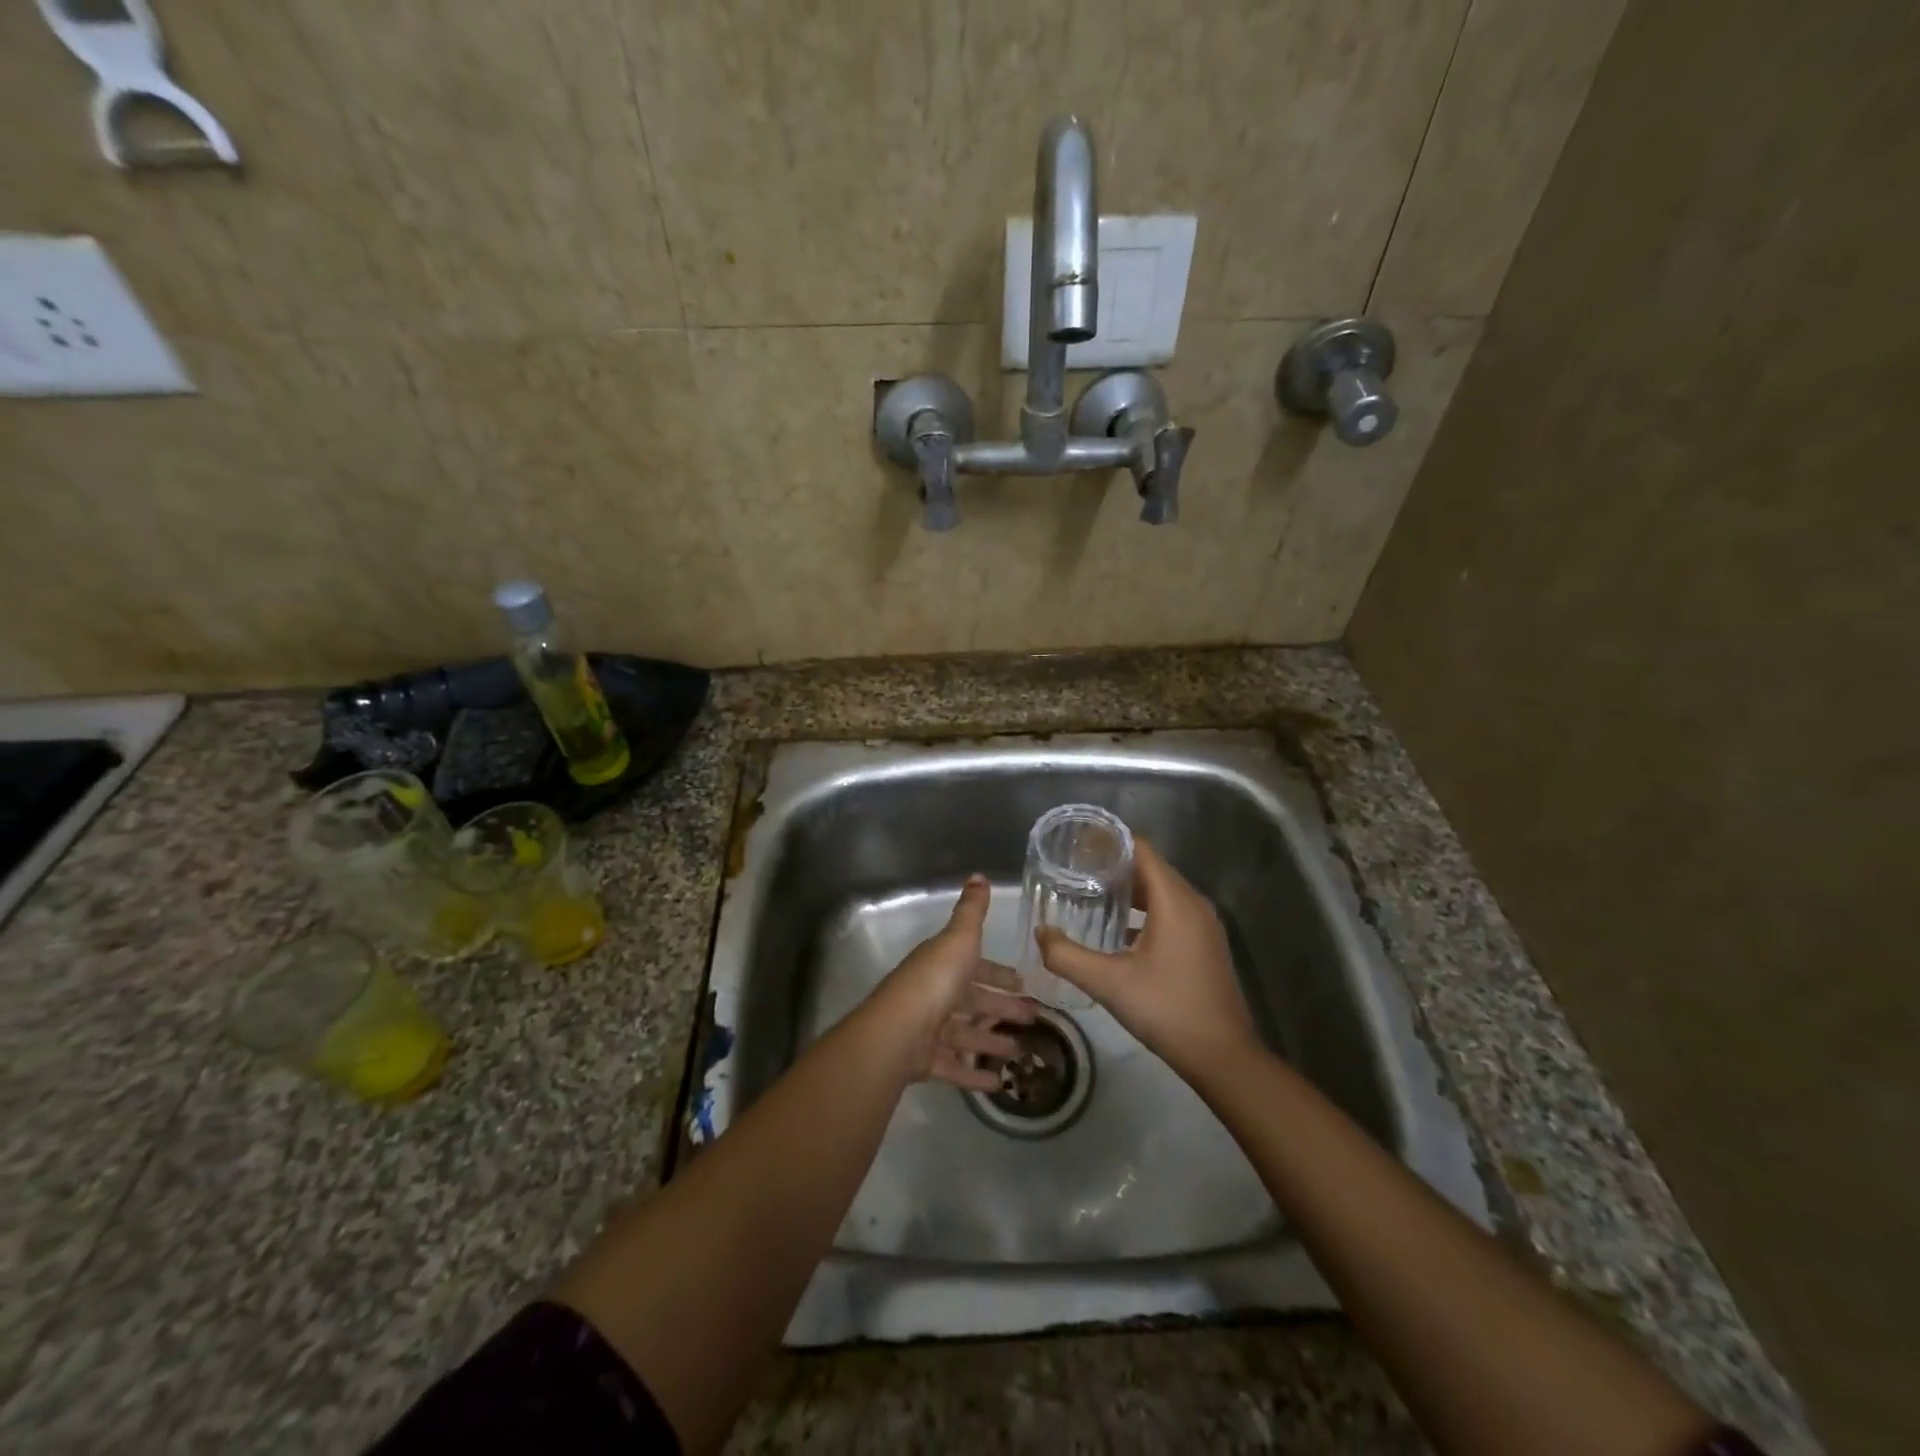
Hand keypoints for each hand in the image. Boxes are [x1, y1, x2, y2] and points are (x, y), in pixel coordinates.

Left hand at [868, 874, 1035, 1092]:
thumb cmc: (936, 979)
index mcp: (943, 964)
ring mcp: (928, 1030)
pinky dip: (975, 1075)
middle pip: (973, 1002)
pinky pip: (954, 1067)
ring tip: (1020, 1053)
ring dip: (991, 1043)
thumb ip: (972, 910)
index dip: (998, 974)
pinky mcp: (924, 1061)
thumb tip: (978, 875)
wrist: (899, 1029)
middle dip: (1002, 1009)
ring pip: (965, 1035)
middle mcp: (934, 994)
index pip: (975, 967)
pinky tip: (999, 1084)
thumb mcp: (960, 938)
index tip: (1022, 983)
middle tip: (1033, 1019)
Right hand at [1036, 839, 1256, 1079]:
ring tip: (1091, 896)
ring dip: (1129, 890)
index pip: (1141, 850)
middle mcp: (1193, 903)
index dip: (1108, 842)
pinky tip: (1119, 930)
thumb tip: (1040, 934)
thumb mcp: (1108, 983)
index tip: (1076, 846)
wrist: (1223, 1056)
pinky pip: (1172, 910)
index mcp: (1174, 900)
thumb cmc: (1166, 1010)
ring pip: (1161, 891)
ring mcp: (1204, 924)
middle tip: (1074, 871)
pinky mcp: (1205, 944)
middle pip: (1150, 867)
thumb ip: (1067, 956)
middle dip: (1113, 865)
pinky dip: (1145, 910)